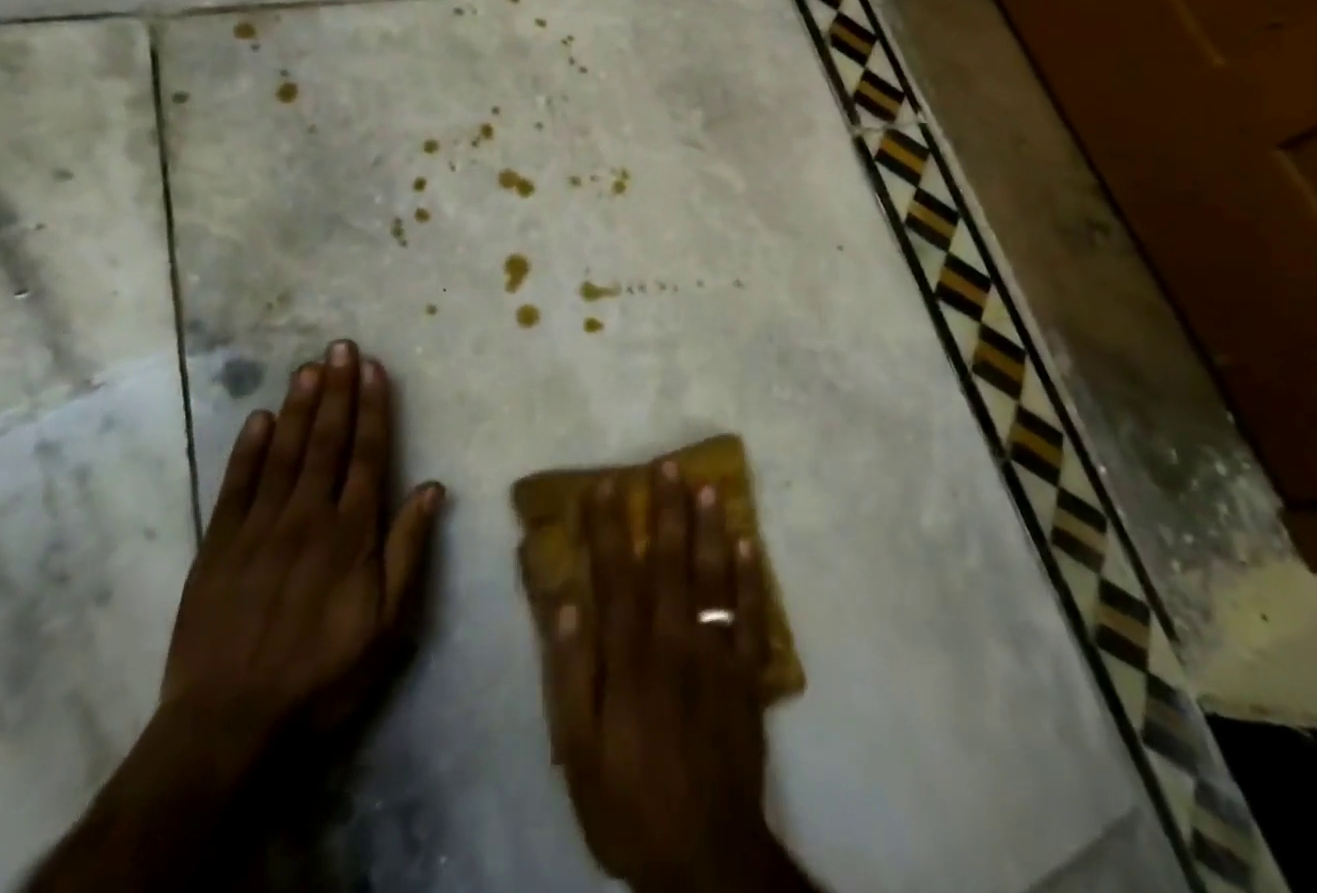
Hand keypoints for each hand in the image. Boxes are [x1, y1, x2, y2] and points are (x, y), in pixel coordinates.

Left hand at [161, 340, 444, 741]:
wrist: (228, 725)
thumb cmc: (323, 673)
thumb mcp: (388, 624)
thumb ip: (409, 551)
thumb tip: (432, 488)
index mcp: (351, 532)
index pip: (368, 454)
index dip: (372, 408)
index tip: (372, 368)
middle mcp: (308, 516)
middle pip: (326, 441)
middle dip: (336, 391)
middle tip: (340, 347)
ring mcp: (259, 528)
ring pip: (283, 453)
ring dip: (297, 407)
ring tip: (308, 367)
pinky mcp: (218, 547)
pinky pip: (236, 487)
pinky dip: (247, 450)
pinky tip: (258, 418)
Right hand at [543, 461, 787, 892]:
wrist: (708, 857)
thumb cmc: (631, 803)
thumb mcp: (580, 753)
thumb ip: (572, 674)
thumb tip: (566, 602)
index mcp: (631, 656)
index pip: (616, 575)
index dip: (609, 527)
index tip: (605, 485)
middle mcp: (674, 640)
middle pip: (669, 562)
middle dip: (666, 509)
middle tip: (667, 463)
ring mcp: (716, 654)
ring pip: (712, 577)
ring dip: (709, 528)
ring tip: (709, 485)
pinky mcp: (747, 675)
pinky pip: (751, 616)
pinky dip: (751, 577)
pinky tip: (749, 542)